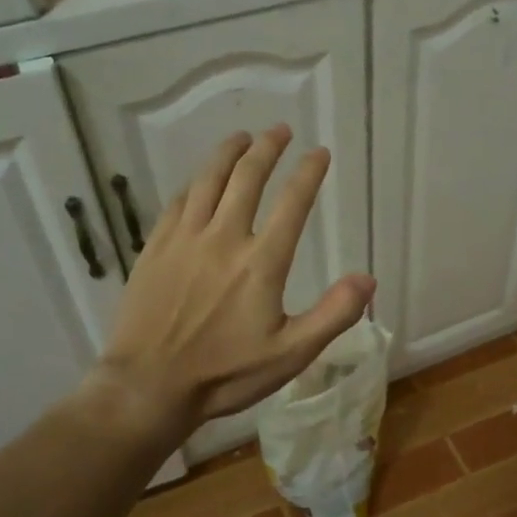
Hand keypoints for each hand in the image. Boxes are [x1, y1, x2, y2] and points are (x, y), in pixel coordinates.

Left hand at [87, 125, 375, 439]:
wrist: (148, 386)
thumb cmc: (224, 374)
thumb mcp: (291, 354)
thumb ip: (332, 314)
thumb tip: (368, 279)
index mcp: (261, 262)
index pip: (292, 203)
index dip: (309, 173)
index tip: (320, 152)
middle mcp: (223, 238)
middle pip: (247, 177)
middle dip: (267, 148)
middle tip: (280, 130)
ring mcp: (184, 239)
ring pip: (208, 180)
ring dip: (228, 153)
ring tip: (242, 137)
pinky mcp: (155, 248)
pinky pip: (177, 202)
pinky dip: (195, 183)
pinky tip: (199, 181)